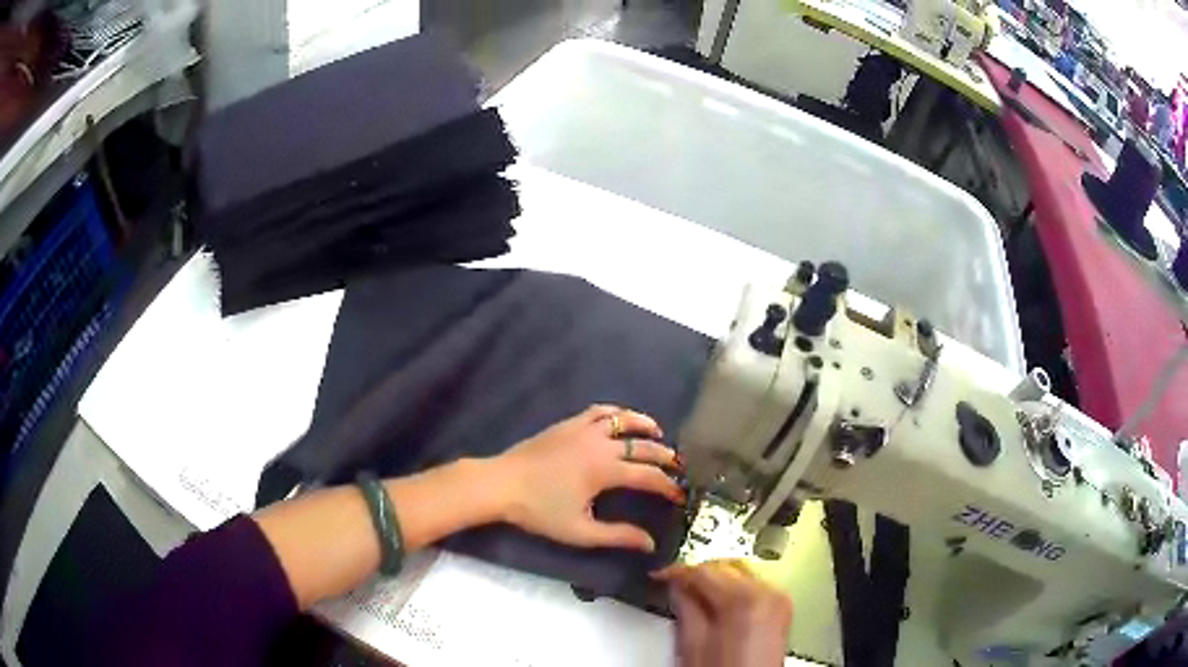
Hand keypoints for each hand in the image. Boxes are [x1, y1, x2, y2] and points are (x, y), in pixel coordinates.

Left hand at [490, 405, 684, 551]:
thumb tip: (649, 544)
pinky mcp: (568, 424)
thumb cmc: (539, 511)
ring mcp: (583, 429)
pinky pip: (599, 411)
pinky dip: (616, 413)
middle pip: (642, 445)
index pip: (648, 476)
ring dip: (644, 425)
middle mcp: (600, 444)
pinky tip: (620, 420)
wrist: (501, 484)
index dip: (668, 486)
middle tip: (678, 465)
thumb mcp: (580, 532)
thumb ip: (617, 536)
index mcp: (605, 470)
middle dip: (664, 455)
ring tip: (657, 433)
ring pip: (623, 419)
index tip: (680, 495)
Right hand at [655, 560, 792, 666]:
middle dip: (699, 573)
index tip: (662, 575)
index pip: (706, 570)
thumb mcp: (693, 645)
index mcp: (746, 601)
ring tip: (692, 593)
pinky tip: (717, 602)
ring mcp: (779, 601)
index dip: (678, 571)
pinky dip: (734, 589)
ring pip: (742, 572)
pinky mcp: (781, 609)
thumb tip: (677, 586)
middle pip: (727, 566)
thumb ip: (684, 608)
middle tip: (674, 583)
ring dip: (717, 579)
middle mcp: (769, 594)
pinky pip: (755, 586)